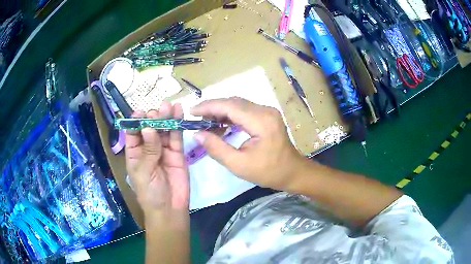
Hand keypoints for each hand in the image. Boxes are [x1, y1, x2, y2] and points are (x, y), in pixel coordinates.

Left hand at [125, 102, 188, 213]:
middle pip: (150, 128)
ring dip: (166, 117)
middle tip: (158, 112)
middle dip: (153, 118)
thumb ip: (148, 150)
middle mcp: (148, 148)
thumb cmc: (150, 193)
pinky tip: (179, 112)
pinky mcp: (177, 153)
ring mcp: (163, 150)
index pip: (133, 133)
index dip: (136, 121)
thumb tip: (149, 128)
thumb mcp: (144, 172)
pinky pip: (176, 137)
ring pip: (164, 130)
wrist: (170, 208)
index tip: (140, 112)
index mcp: (134, 153)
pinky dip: (177, 125)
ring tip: (169, 105)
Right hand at [191, 97, 308, 190]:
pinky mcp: (267, 116)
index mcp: (261, 121)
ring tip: (205, 123)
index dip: (208, 107)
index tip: (191, 112)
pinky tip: (220, 125)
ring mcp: (267, 112)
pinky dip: (230, 116)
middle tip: (196, 119)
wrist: (292, 172)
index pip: (229, 105)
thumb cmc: (268, 172)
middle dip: (212, 108)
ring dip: (221, 111)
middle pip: (233, 102)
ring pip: (238, 104)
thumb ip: (216, 148)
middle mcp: (265, 110)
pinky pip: (244, 110)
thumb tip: (197, 134)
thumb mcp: (239, 165)